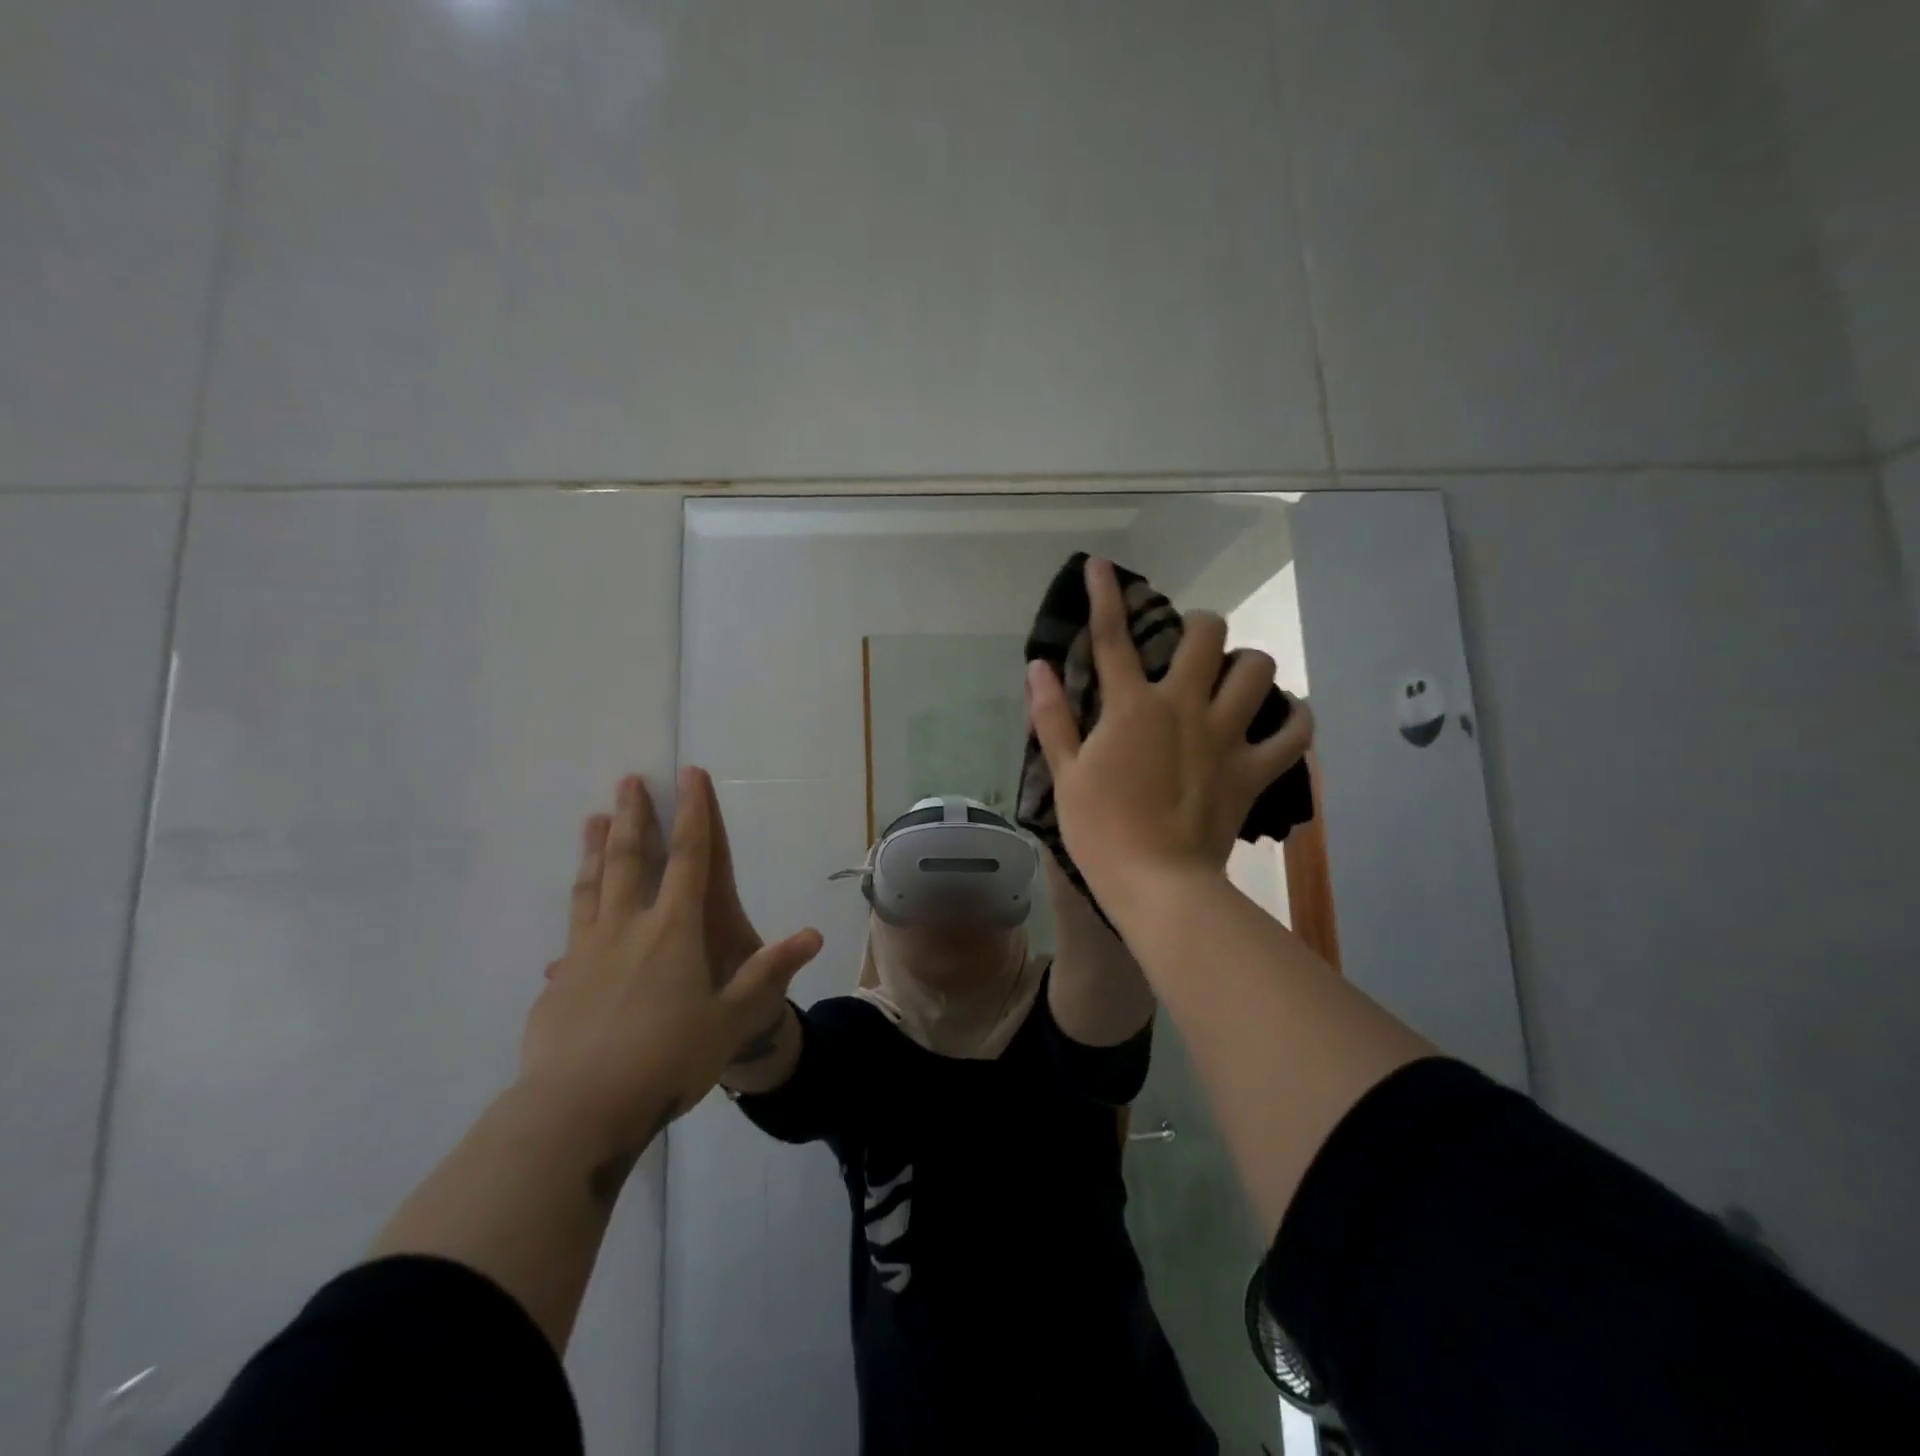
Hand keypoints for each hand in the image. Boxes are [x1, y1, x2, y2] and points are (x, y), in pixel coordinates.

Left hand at [521, 769, 822, 1156]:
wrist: (578, 1110)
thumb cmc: (667, 1059)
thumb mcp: (731, 1019)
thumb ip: (769, 974)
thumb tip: (813, 935)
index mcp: (673, 930)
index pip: (689, 858)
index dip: (692, 813)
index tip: (689, 775)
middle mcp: (628, 928)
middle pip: (629, 859)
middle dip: (633, 816)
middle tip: (628, 781)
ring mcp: (586, 951)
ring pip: (592, 885)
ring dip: (595, 848)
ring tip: (592, 818)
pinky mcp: (559, 981)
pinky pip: (571, 930)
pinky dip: (576, 907)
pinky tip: (574, 911)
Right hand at [1026, 557, 1313, 894]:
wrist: (1156, 881)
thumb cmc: (1100, 828)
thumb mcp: (1064, 772)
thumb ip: (1052, 716)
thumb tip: (1037, 667)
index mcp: (1132, 707)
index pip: (1113, 637)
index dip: (1105, 595)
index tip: (1100, 565)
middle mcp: (1183, 706)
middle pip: (1207, 635)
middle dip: (1200, 627)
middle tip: (1190, 647)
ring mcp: (1225, 736)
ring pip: (1258, 670)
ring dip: (1247, 665)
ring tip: (1234, 679)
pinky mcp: (1254, 769)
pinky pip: (1295, 732)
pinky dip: (1295, 718)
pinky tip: (1285, 715)